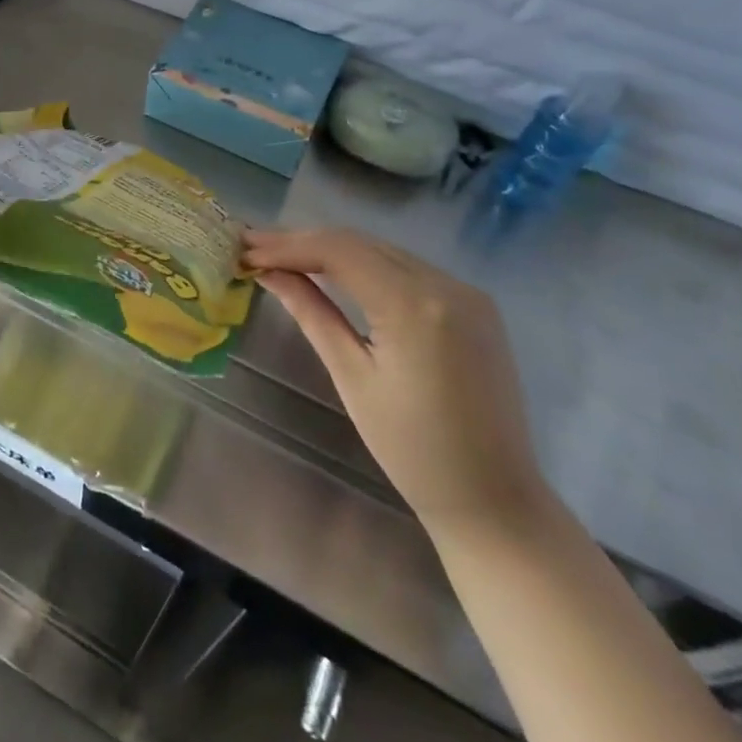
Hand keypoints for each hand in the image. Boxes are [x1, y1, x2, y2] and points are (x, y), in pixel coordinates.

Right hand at [243, 227, 548, 537]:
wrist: (495, 500)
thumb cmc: (412, 451)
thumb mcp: (352, 378)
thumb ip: (311, 314)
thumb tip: (268, 272)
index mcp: (415, 307)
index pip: (339, 251)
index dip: (288, 245)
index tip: (245, 247)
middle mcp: (446, 284)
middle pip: (360, 243)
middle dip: (304, 242)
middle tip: (255, 247)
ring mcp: (466, 291)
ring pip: (383, 250)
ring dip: (332, 250)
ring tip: (283, 256)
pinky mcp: (474, 304)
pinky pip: (407, 268)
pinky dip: (365, 265)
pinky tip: (334, 271)